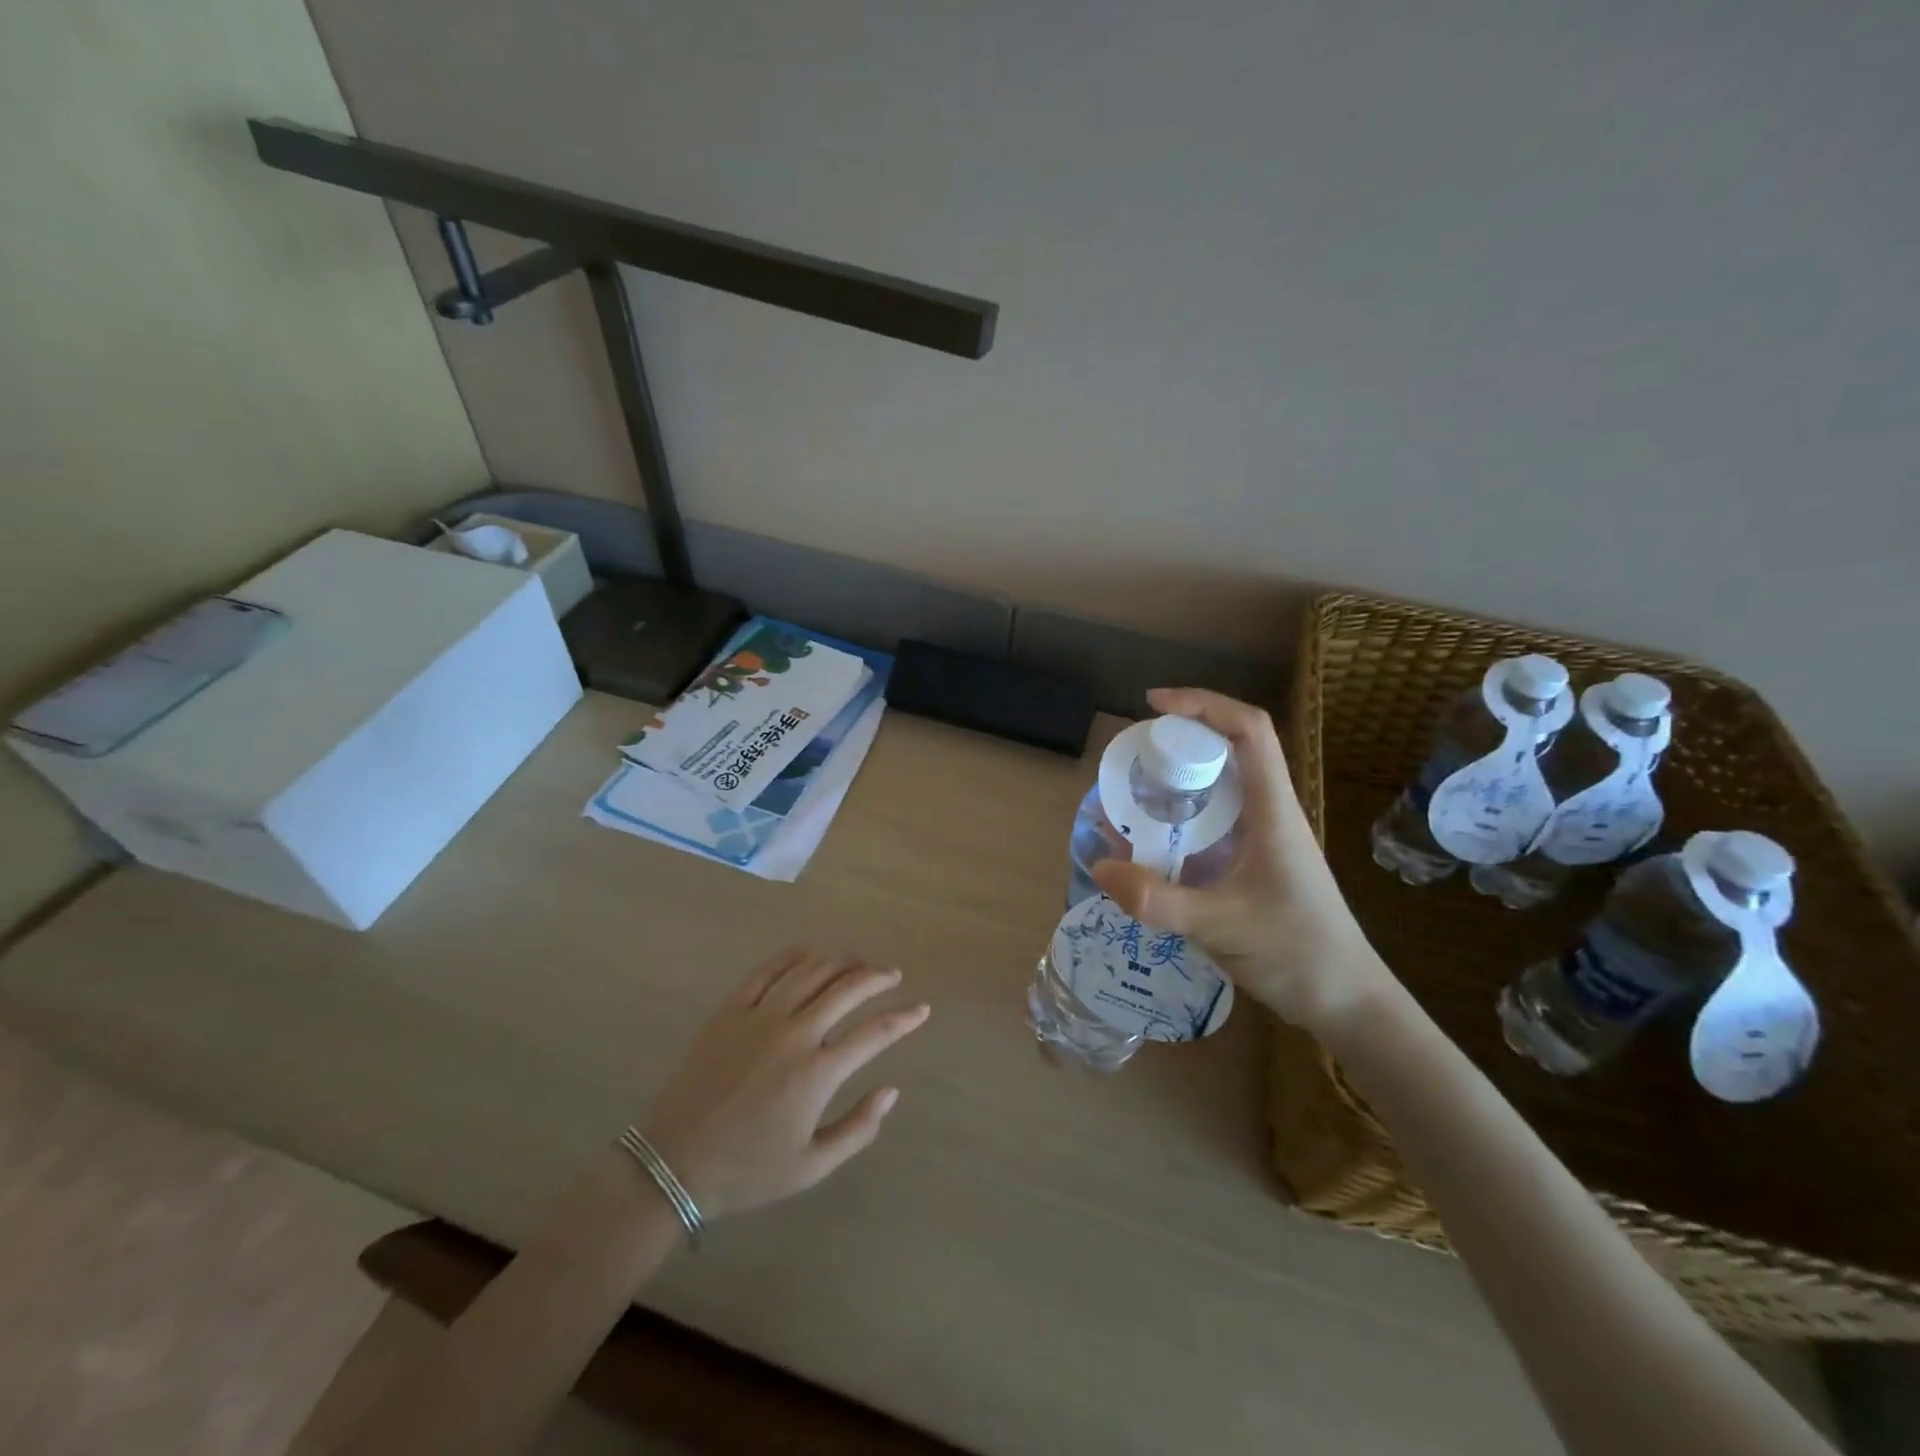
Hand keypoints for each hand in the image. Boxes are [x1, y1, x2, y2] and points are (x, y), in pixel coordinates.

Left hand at [638, 948, 929, 1219]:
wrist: (673, 1162)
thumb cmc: (746, 1170)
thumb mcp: (810, 1167)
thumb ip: (858, 1129)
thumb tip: (891, 1091)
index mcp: (817, 1073)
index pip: (875, 1033)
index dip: (904, 1018)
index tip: (922, 1009)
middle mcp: (794, 1034)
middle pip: (847, 988)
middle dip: (877, 977)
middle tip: (892, 975)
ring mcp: (760, 1016)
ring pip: (811, 971)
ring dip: (841, 961)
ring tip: (857, 963)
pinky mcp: (730, 1009)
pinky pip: (768, 970)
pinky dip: (794, 956)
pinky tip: (809, 954)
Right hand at [1092, 688, 1397, 1037]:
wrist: (1346, 1002)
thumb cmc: (1297, 952)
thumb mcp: (1220, 925)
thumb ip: (1157, 899)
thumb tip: (1099, 865)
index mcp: (1272, 810)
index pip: (1248, 730)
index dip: (1203, 704)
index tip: (1154, 704)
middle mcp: (1268, 814)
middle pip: (1230, 751)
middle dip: (1180, 741)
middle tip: (1132, 755)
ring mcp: (1261, 840)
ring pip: (1218, 790)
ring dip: (1176, 783)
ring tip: (1129, 794)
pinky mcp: (1251, 865)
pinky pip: (1210, 827)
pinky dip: (1177, 823)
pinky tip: (1146, 844)